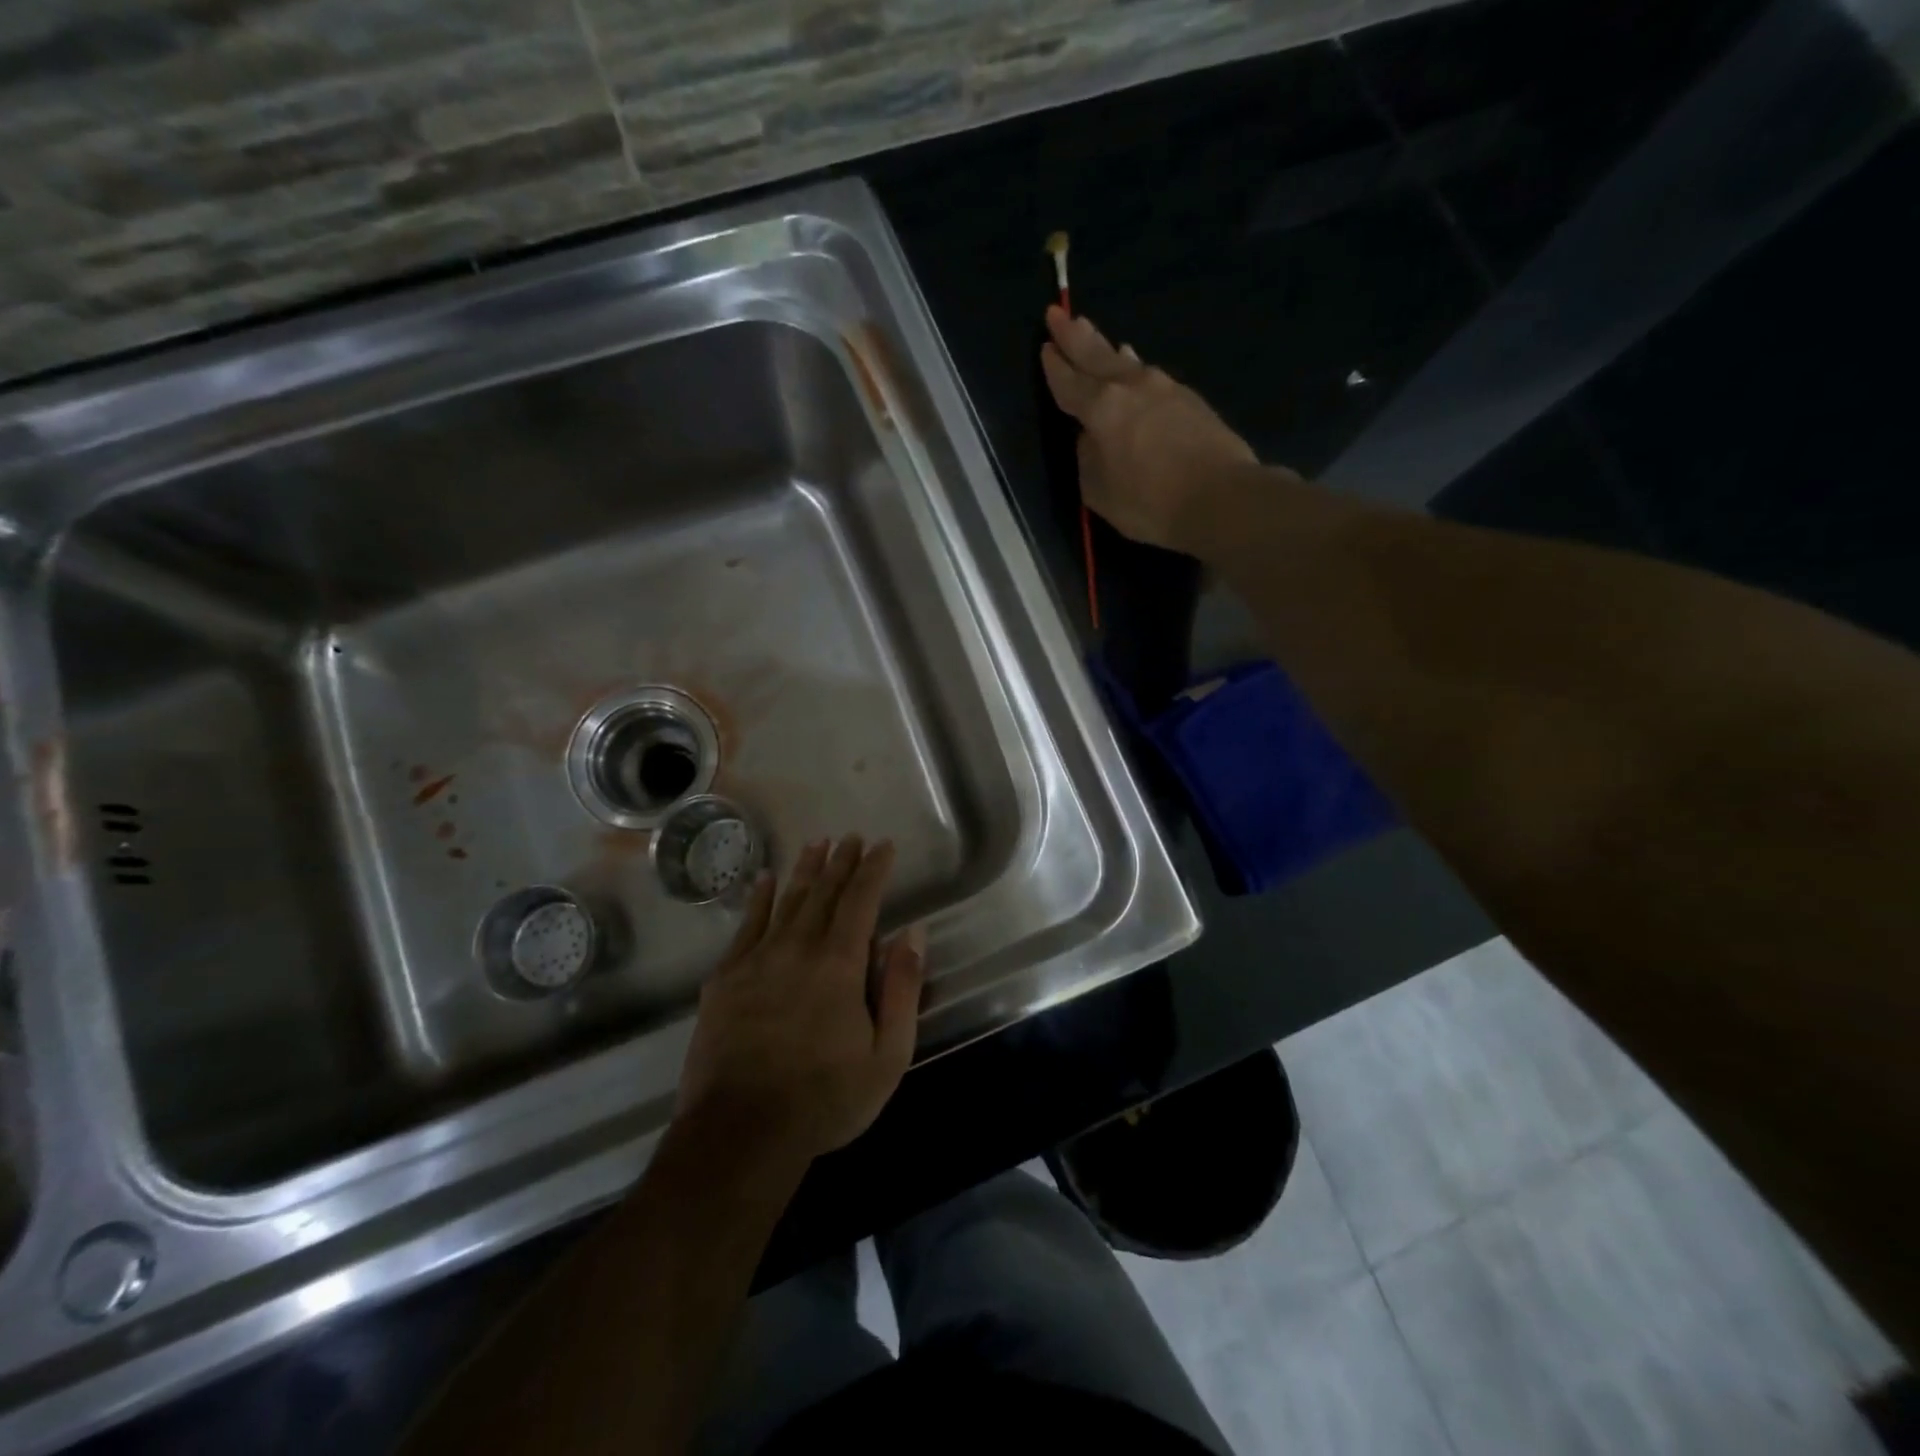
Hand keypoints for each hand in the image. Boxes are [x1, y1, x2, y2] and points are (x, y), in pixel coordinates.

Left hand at [678, 836, 924, 1162]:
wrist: (740, 1132)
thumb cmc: (825, 1098)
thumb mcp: (887, 1055)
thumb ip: (903, 989)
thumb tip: (913, 931)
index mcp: (839, 964)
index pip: (861, 900)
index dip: (874, 869)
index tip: (883, 845)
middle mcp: (797, 948)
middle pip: (823, 893)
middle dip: (841, 862)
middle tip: (851, 837)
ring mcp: (756, 961)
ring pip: (786, 902)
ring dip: (804, 871)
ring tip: (817, 844)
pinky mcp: (725, 979)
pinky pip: (746, 927)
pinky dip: (758, 900)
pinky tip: (764, 881)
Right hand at [1040, 305, 1262, 552]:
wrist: (1221, 497)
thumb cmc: (1151, 502)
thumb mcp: (1099, 492)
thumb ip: (1087, 459)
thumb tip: (1089, 437)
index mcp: (1101, 408)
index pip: (1068, 382)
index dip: (1054, 366)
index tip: (1044, 346)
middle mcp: (1130, 387)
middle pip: (1096, 355)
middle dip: (1074, 335)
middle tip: (1058, 314)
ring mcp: (1163, 387)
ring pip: (1125, 361)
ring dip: (1106, 348)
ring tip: (1093, 333)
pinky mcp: (1188, 398)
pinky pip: (1150, 374)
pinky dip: (1134, 366)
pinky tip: (1133, 365)